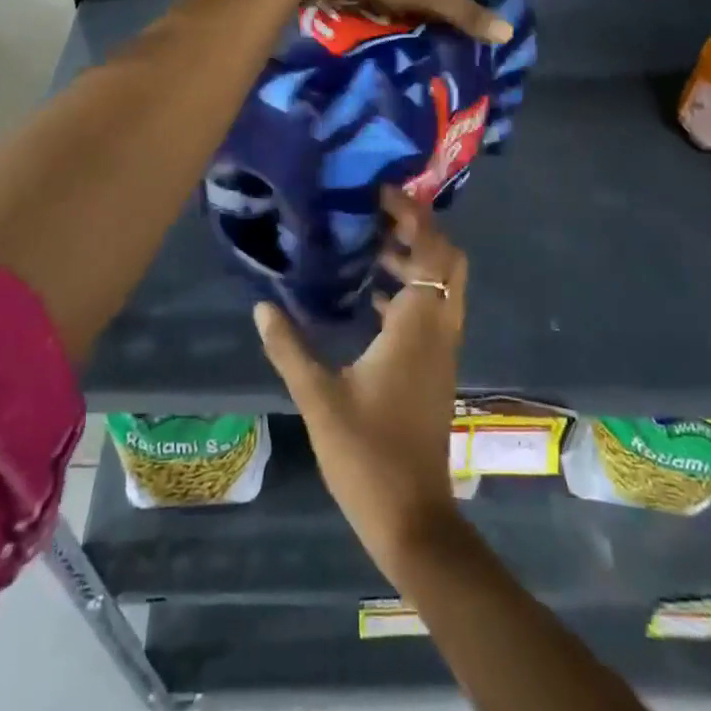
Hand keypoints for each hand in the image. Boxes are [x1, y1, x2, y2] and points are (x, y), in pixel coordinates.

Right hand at [254, 189, 469, 582]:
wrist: (413, 517)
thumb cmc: (367, 454)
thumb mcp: (318, 398)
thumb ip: (289, 347)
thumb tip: (262, 306)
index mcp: (417, 324)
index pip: (431, 249)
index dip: (413, 214)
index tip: (381, 193)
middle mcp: (440, 328)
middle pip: (448, 259)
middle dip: (420, 230)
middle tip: (377, 215)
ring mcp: (443, 350)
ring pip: (444, 285)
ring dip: (415, 259)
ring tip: (367, 248)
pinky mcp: (437, 368)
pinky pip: (433, 310)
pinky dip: (411, 290)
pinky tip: (370, 298)